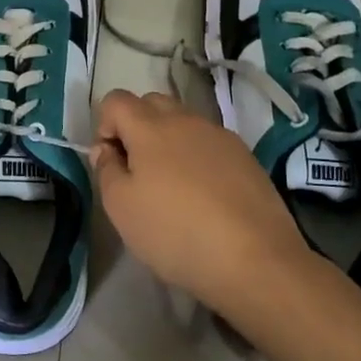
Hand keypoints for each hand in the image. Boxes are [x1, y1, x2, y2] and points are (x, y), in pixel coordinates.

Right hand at [92, 90, 313, 308]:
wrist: (256, 260)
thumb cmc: (175, 232)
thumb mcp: (121, 208)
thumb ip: (106, 170)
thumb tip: (107, 149)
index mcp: (150, 127)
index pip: (116, 100)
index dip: (104, 125)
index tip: (111, 162)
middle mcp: (186, 120)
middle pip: (151, 103)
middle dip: (136, 127)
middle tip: (138, 171)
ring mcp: (220, 136)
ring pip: (184, 122)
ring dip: (169, 142)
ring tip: (173, 187)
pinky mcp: (246, 157)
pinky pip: (210, 143)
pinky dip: (198, 158)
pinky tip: (204, 196)